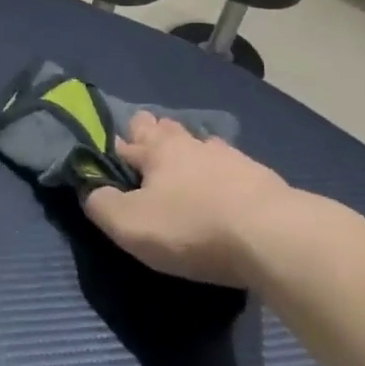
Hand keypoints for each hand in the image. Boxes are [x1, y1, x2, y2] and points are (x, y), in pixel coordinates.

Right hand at [82, 113, 306, 286]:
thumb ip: (101, 205)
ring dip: (190, 148)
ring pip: (202, 143)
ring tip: (186, 158)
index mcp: (158, 151)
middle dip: (153, 132)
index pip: (129, 140)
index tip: (112, 150)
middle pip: (167, 129)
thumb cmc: (192, 228)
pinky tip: (225, 180)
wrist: (274, 236)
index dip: (117, 145)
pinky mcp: (262, 178)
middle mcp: (193, 146)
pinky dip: (222, 170)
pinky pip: (232, 165)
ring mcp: (231, 158)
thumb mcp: (130, 225)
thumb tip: (90, 190)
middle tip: (146, 139)